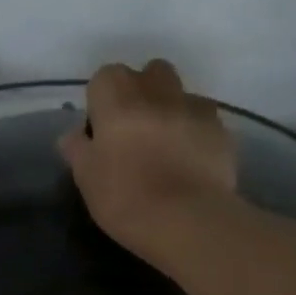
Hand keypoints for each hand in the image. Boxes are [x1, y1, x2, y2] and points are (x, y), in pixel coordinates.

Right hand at [57, 59, 237, 264]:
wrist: (187, 220)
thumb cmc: (125, 198)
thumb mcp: (86, 178)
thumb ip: (78, 149)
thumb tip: (74, 135)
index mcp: (118, 99)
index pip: (105, 78)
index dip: (102, 102)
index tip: (101, 131)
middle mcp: (158, 92)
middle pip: (149, 74)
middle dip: (142, 92)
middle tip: (135, 132)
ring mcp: (194, 108)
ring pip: (181, 94)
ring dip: (172, 110)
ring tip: (167, 147)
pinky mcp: (222, 130)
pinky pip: (205, 121)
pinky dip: (196, 133)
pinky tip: (191, 162)